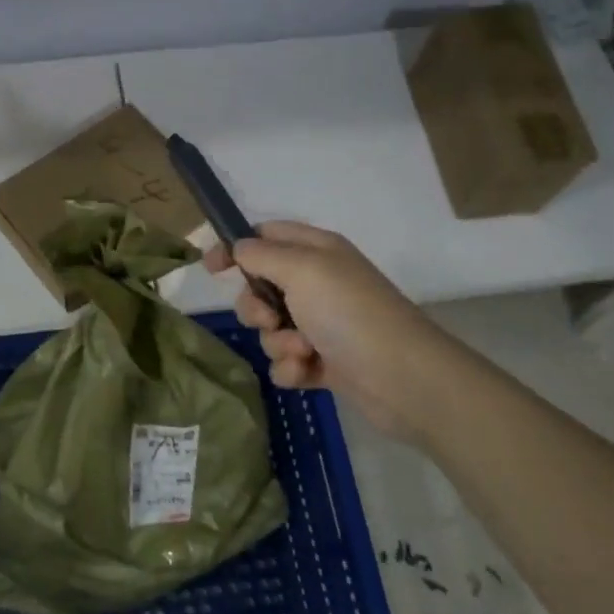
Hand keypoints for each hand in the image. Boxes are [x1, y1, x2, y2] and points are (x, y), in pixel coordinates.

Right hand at [204, 221, 433, 438]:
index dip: (236, 248)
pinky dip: (291, 368)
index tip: (212, 268)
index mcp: (317, 251)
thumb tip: (239, 247)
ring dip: (277, 342)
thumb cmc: (349, 312)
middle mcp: (318, 283)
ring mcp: (322, 324)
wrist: (401, 378)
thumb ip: (262, 254)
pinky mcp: (324, 361)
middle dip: (255, 307)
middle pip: (260, 287)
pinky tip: (307, 373)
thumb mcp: (302, 269)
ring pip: (270, 328)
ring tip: (303, 352)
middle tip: (271, 318)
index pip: (266, 236)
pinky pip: (285, 361)